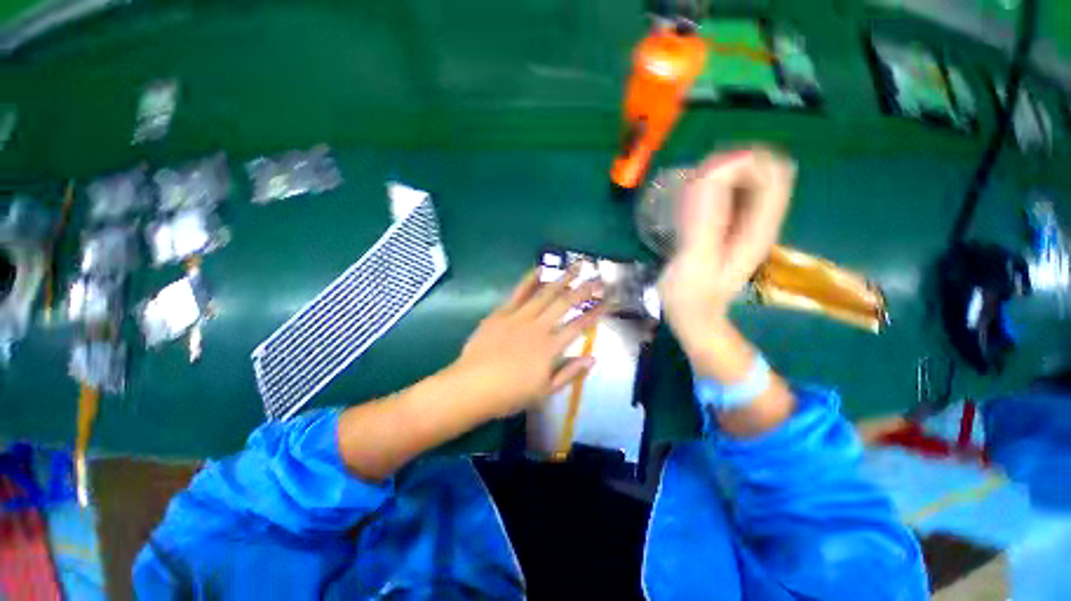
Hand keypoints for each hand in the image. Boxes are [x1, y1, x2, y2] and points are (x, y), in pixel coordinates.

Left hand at [450, 269, 603, 419]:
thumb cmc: (509, 394)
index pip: (578, 326)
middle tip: (597, 278)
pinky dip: (530, 280)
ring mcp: (519, 317)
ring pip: (544, 293)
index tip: (607, 302)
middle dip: (583, 290)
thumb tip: (593, 358)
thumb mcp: (545, 392)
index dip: (595, 313)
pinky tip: (540, 269)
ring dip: (562, 279)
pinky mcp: (502, 313)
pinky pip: (518, 293)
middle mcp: (538, 328)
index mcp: (550, 348)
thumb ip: (570, 373)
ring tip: (576, 266)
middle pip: (564, 304)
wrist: (472, 387)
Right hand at [660, 147, 795, 350]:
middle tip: (695, 185)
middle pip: (763, 170)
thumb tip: (710, 173)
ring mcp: (744, 223)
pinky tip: (689, 205)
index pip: (774, 172)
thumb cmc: (692, 294)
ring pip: (745, 180)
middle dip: (729, 166)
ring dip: (718, 177)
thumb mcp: (697, 259)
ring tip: (689, 195)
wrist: (693, 315)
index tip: (706, 177)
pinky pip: (727, 196)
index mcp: (759, 225)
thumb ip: (705, 219)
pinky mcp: (727, 227)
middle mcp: (758, 219)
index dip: (743, 161)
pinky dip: (709, 190)